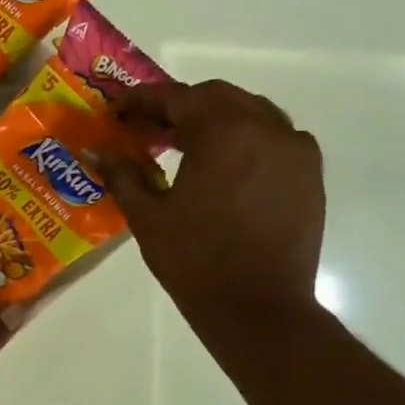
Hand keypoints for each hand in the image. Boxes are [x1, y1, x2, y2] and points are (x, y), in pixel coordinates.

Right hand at [95, 80, 325, 332]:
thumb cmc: (194, 260)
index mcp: (225, 133)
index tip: (118, 108)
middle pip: (217, 98)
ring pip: (250, 113)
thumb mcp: (148, 217)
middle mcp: (267, 129)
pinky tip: (219, 166)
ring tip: (181, 144)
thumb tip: (96, 151)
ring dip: (213, 119)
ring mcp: (295, 150)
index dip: (143, 100)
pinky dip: (242, 139)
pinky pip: (273, 137)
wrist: (257, 306)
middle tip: (146, 127)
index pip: (178, 99)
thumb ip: (123, 175)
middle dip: (179, 106)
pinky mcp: (309, 174)